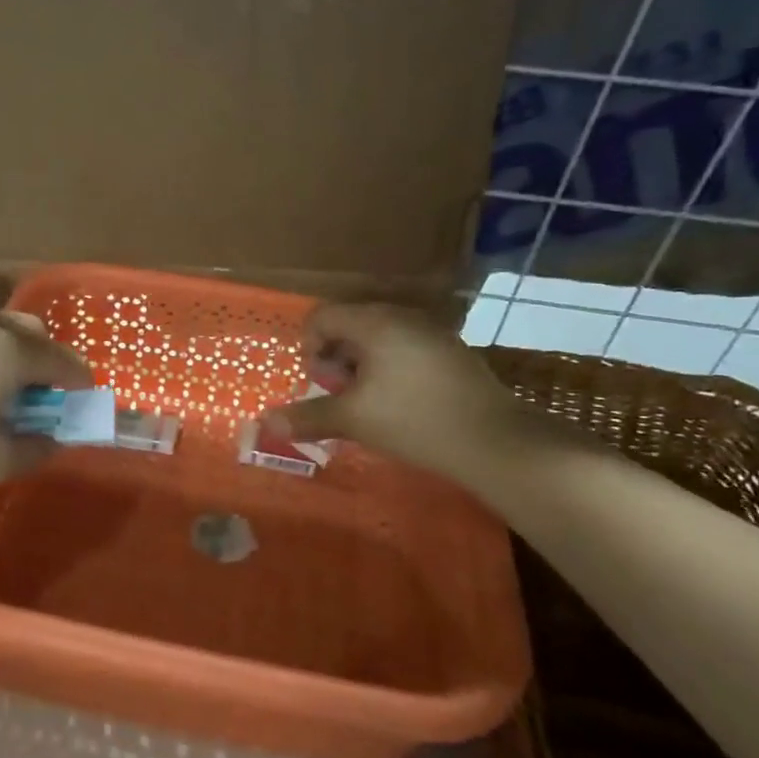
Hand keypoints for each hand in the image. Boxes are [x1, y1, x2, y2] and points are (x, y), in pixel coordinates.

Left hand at [0, 312, 92, 518]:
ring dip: (9, 355)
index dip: (78, 380)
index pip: (59, 359)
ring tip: (0, 396)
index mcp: (6, 351)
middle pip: (28, 331)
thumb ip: (35, 447)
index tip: (83, 400)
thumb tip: (50, 438)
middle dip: (45, 360)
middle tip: (42, 398)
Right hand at [263, 303, 535, 489]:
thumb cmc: (413, 420)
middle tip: (340, 395)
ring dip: (361, 366)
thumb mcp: (352, 420)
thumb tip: (264, 423)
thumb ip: (307, 416)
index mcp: (374, 322)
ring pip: (379, 338)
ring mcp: (431, 332)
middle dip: (335, 359)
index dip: (310, 347)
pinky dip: (389, 369)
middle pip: (350, 325)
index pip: (322, 316)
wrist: (494, 440)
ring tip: (367, 403)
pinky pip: (405, 349)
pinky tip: (400, 404)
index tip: (319, 381)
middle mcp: (402, 316)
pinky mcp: (451, 352)